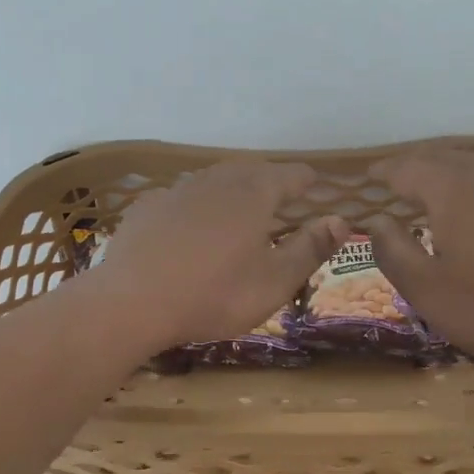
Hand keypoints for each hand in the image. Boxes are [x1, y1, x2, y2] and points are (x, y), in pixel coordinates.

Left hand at [88, 160, 348, 350]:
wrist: (133, 302)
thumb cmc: (214, 295)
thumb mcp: (274, 282)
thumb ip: (310, 248)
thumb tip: (340, 220)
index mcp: (254, 194)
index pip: (291, 174)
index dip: (307, 180)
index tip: (317, 187)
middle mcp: (216, 180)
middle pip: (251, 171)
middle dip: (270, 181)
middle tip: (281, 199)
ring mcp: (177, 190)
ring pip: (213, 180)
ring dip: (231, 190)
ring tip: (238, 211)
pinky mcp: (147, 207)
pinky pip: (181, 198)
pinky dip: (195, 206)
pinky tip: (190, 227)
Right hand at [363, 149, 473, 373]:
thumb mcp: (424, 289)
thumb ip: (392, 250)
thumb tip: (378, 222)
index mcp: (453, 191)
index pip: (408, 168)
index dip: (384, 172)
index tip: (368, 178)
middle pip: (444, 158)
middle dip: (416, 165)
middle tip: (395, 179)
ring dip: (449, 170)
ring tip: (433, 187)